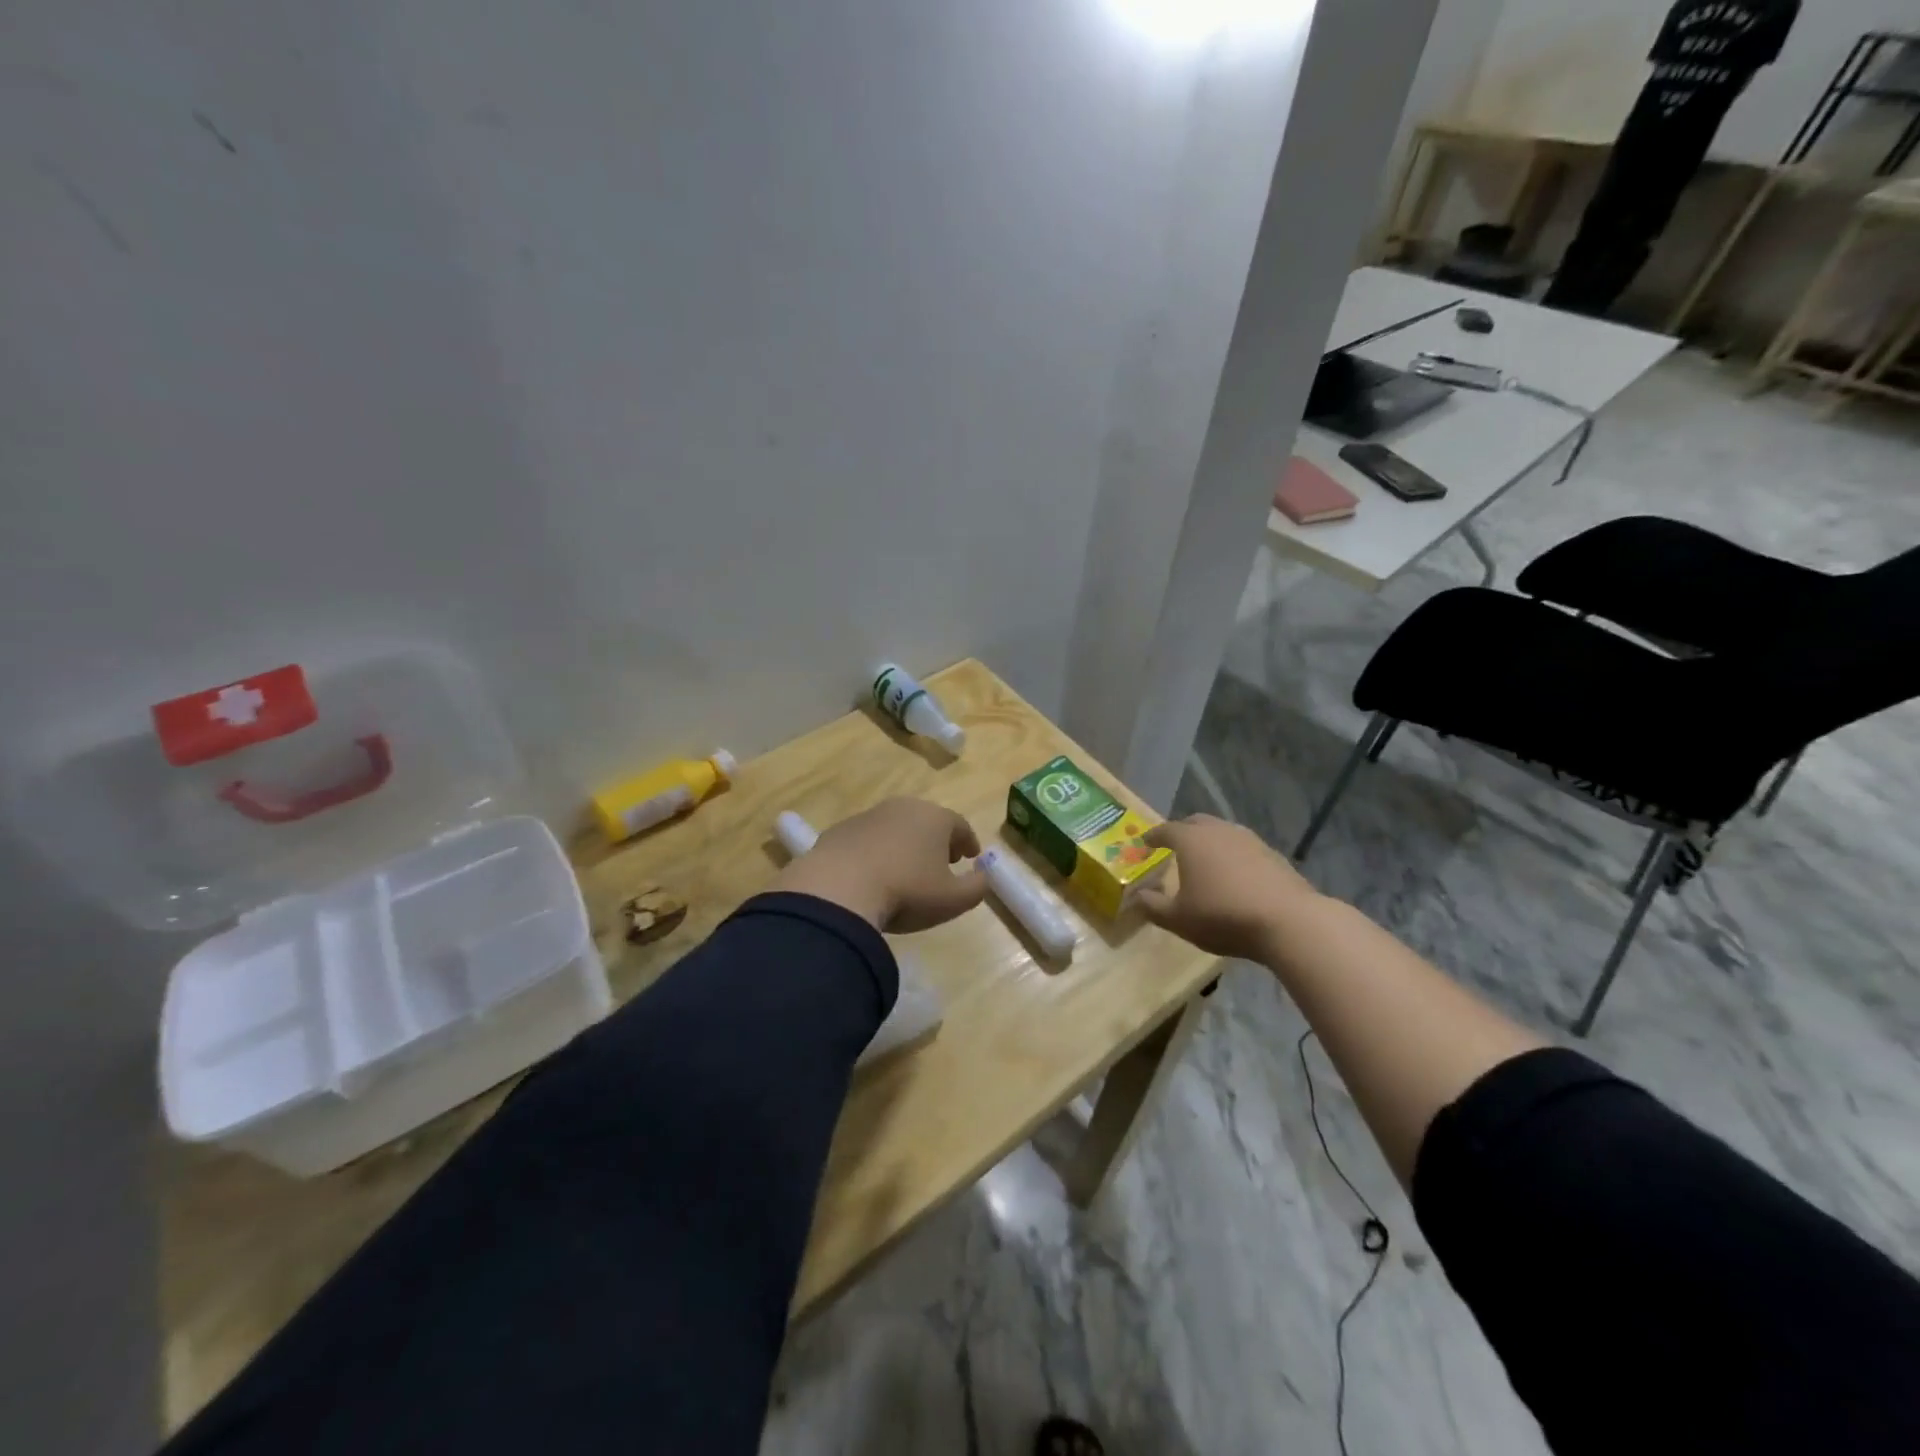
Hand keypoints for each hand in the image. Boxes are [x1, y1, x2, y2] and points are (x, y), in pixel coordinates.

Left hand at [773, 797, 989, 931]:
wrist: (838, 889)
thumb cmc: (906, 892)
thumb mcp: (954, 900)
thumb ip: (977, 887)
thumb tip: (983, 876)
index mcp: (935, 818)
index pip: (960, 826)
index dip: (968, 842)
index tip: (971, 857)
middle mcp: (903, 807)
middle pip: (928, 821)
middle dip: (937, 840)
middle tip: (942, 861)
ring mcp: (868, 816)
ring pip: (896, 827)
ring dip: (905, 844)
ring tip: (906, 869)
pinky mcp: (840, 830)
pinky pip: (867, 839)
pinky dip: (876, 851)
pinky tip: (873, 874)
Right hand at [1136, 814, 1321, 959]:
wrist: (1288, 921)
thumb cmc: (1223, 916)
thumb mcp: (1179, 919)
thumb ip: (1153, 907)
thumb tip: (1138, 897)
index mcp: (1191, 840)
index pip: (1166, 830)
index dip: (1153, 836)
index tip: (1145, 842)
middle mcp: (1219, 831)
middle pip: (1196, 822)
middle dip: (1182, 831)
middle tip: (1175, 846)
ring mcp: (1249, 840)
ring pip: (1223, 832)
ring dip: (1211, 841)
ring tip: (1206, 859)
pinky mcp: (1273, 854)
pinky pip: (1244, 848)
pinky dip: (1233, 855)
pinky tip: (1235, 874)